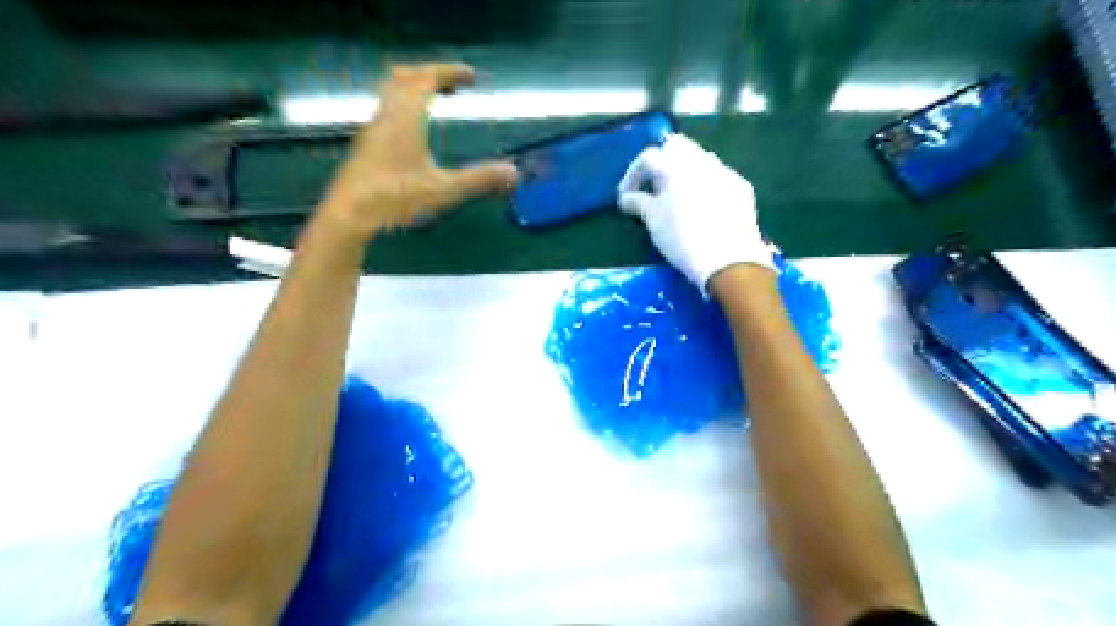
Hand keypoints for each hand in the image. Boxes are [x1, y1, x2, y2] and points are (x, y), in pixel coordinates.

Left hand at [319, 62, 517, 238]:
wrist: (349, 214)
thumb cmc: (395, 198)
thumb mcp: (443, 190)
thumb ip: (479, 180)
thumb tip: (514, 173)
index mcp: (405, 117)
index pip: (426, 79)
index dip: (448, 72)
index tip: (470, 76)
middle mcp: (387, 115)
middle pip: (403, 77)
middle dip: (430, 73)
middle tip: (451, 83)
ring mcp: (374, 129)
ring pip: (391, 93)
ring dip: (414, 88)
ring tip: (435, 100)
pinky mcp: (367, 145)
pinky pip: (387, 110)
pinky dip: (405, 106)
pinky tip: (414, 129)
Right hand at [615, 135, 772, 290]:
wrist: (728, 260)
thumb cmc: (682, 237)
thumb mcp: (653, 220)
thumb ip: (637, 202)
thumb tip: (626, 198)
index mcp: (675, 165)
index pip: (648, 157)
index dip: (632, 175)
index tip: (626, 196)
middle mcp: (701, 160)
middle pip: (676, 147)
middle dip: (661, 164)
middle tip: (653, 188)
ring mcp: (725, 172)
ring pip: (699, 159)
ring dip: (684, 172)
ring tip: (677, 198)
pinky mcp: (741, 188)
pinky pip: (718, 176)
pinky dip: (705, 185)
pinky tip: (702, 207)